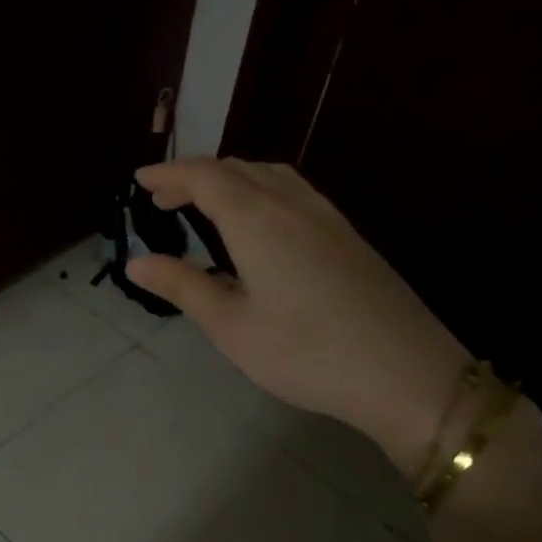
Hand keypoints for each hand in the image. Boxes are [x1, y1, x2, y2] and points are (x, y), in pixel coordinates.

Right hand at [128, 157, 470, 475]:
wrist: (405, 372)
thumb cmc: (305, 353)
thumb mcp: (232, 326)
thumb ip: (183, 286)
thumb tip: (136, 262)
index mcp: (257, 220)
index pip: (204, 177)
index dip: (169, 173)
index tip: (139, 179)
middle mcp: (291, 203)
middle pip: (236, 169)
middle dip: (194, 175)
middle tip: (161, 196)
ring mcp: (325, 215)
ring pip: (268, 174)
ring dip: (229, 178)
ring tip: (203, 201)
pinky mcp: (346, 233)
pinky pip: (292, 189)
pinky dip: (259, 188)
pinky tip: (257, 218)